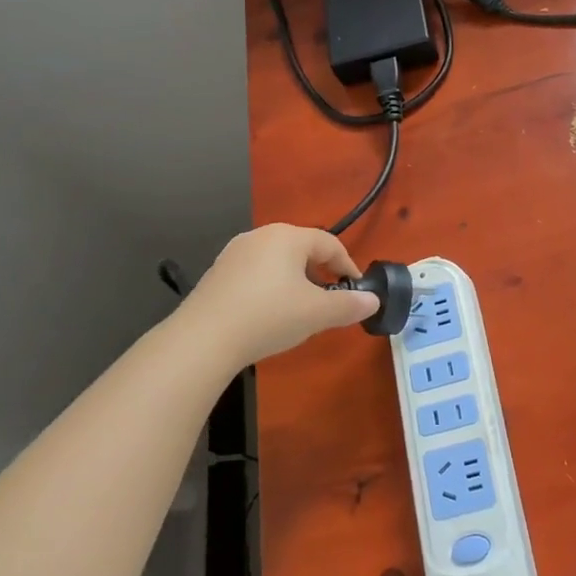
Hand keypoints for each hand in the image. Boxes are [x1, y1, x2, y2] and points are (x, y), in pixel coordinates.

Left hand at [178, 224, 378, 366]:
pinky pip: (255, 273)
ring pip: (277, 260)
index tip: (356, 288)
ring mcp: (234, 253)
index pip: (329, 244)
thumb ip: (348, 305)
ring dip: (295, 279)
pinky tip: (269, 313)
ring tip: (301, 307)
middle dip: (320, 271)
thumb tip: (373, 300)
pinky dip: (270, 287)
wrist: (203, 339)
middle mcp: (260, 236)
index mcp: (288, 237)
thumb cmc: (269, 316)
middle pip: (302, 248)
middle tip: (330, 298)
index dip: (347, 265)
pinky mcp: (216, 273)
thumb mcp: (316, 314)